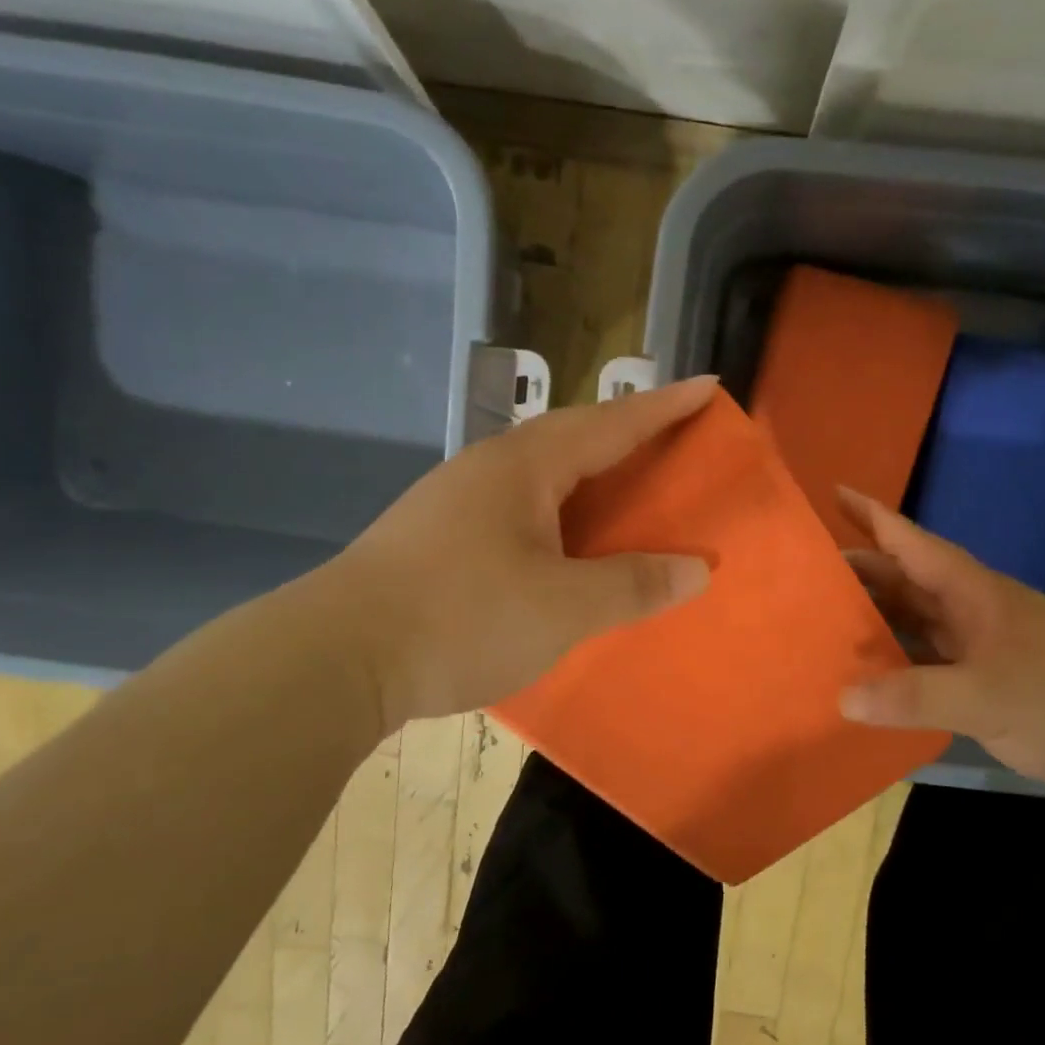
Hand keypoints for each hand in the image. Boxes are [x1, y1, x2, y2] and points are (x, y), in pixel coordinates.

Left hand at [319, 377, 717, 725]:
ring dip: (589, 475)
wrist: (335, 658)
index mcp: (524, 467)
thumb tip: (696, 570)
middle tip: (674, 439)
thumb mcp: (563, 608)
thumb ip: (632, 586)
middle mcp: (489, 469)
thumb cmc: (460, 619)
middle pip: (573, 437)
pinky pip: (519, 507)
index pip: (611, 424)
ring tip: (627, 489)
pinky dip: (558, 513)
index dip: (664, 407)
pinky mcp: (437, 536)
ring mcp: (456, 501)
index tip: (708, 386)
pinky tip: (564, 543)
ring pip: (541, 474)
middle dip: (628, 434)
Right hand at [836, 487, 1044, 807]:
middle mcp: (969, 611)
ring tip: (820, 621)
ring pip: (913, 621)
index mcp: (971, 592)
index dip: (872, 515)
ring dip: (873, 618)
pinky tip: (866, 677)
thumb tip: (842, 696)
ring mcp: (977, 646)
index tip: (833, 491)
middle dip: (858, 571)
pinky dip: (894, 664)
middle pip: (904, 580)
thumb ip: (915, 695)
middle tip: (804, 574)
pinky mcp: (984, 682)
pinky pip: (924, 661)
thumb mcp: (989, 696)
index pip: (911, 542)